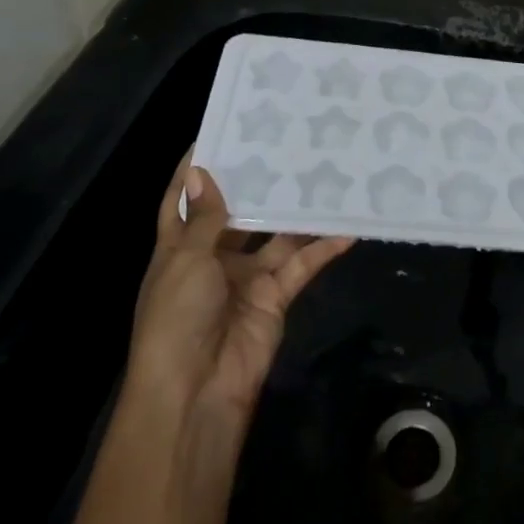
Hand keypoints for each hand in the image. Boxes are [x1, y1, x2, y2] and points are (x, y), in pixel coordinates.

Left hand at [125, 149, 353, 428]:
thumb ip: (205, 218)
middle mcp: (212, 258)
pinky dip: (323, 248)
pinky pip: (301, 265)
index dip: (195, 170)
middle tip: (285, 144)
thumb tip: (203, 171)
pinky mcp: (275, 296)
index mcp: (179, 248)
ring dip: (296, 212)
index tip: (218, 132)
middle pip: (237, 213)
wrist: (196, 391)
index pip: (183, 201)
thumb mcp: (185, 261)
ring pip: (276, 236)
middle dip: (257, 184)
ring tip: (323, 173)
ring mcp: (246, 278)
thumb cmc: (177, 317)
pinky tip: (347, 227)